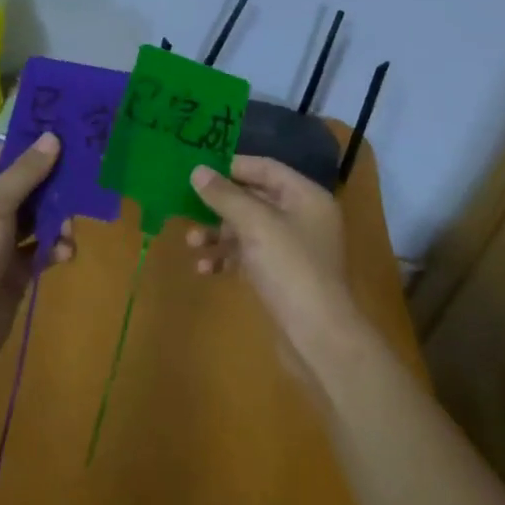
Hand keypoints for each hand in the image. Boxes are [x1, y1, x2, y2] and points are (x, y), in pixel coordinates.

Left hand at [0, 134, 74, 367]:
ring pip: (34, 219)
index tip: (67, 140)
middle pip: (21, 188)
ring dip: (56, 220)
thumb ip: (25, 172)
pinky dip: (54, 248)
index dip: (30, 150)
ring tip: (69, 227)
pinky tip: (65, 252)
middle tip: (81, 181)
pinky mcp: (12, 271)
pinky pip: (39, 250)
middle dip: (51, 188)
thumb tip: (52, 137)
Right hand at [187, 156, 355, 360]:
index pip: (265, 168)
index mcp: (306, 196)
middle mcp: (302, 217)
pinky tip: (204, 269)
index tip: (198, 170)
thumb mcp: (255, 225)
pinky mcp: (281, 275)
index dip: (231, 167)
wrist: (317, 337)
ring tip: (191, 243)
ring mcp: (292, 248)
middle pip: (254, 198)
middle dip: (219, 205)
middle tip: (187, 207)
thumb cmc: (290, 268)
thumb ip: (225, 196)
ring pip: (248, 229)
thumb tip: (197, 170)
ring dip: (218, 234)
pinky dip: (227, 258)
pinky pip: (249, 256)